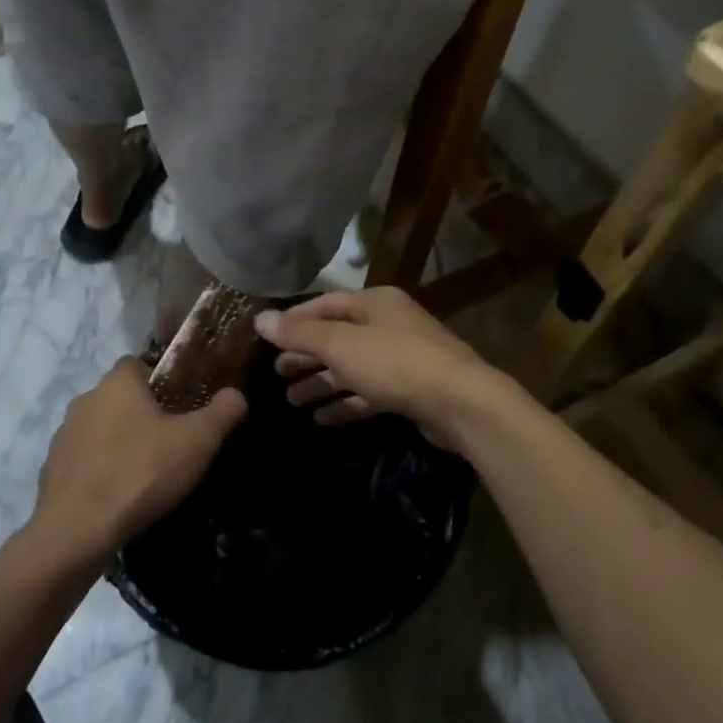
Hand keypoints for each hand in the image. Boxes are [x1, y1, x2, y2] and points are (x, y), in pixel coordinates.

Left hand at [32, 358, 245, 564]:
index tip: (182, 404)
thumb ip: (221, 413)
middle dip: (143, 413)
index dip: (162, 380)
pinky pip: (84, 458)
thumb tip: (236, 394)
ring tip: (145, 471)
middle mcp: (86, 398)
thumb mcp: (196, 442)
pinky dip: (100, 468)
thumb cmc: (140, 473)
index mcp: (117, 382)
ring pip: (101, 427)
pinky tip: (118, 493)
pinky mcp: (52, 467)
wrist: (76, 531)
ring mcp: (64, 434)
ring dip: (120, 441)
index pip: (140, 363)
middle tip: (171, 440)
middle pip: (121, 396)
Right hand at [255, 289, 515, 454]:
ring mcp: (403, 358)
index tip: (267, 339)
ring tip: (292, 400)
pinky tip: (322, 419)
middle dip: (306, 355)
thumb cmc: (396, 363)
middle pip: (338, 337)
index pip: (325, 305)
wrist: (462, 403)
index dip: (295, 321)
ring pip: (352, 367)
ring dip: (322, 383)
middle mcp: (389, 324)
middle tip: (276, 374)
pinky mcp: (411, 390)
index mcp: (374, 303)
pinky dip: (346, 403)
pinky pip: (369, 393)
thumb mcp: (341, 345)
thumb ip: (300, 333)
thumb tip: (260, 320)